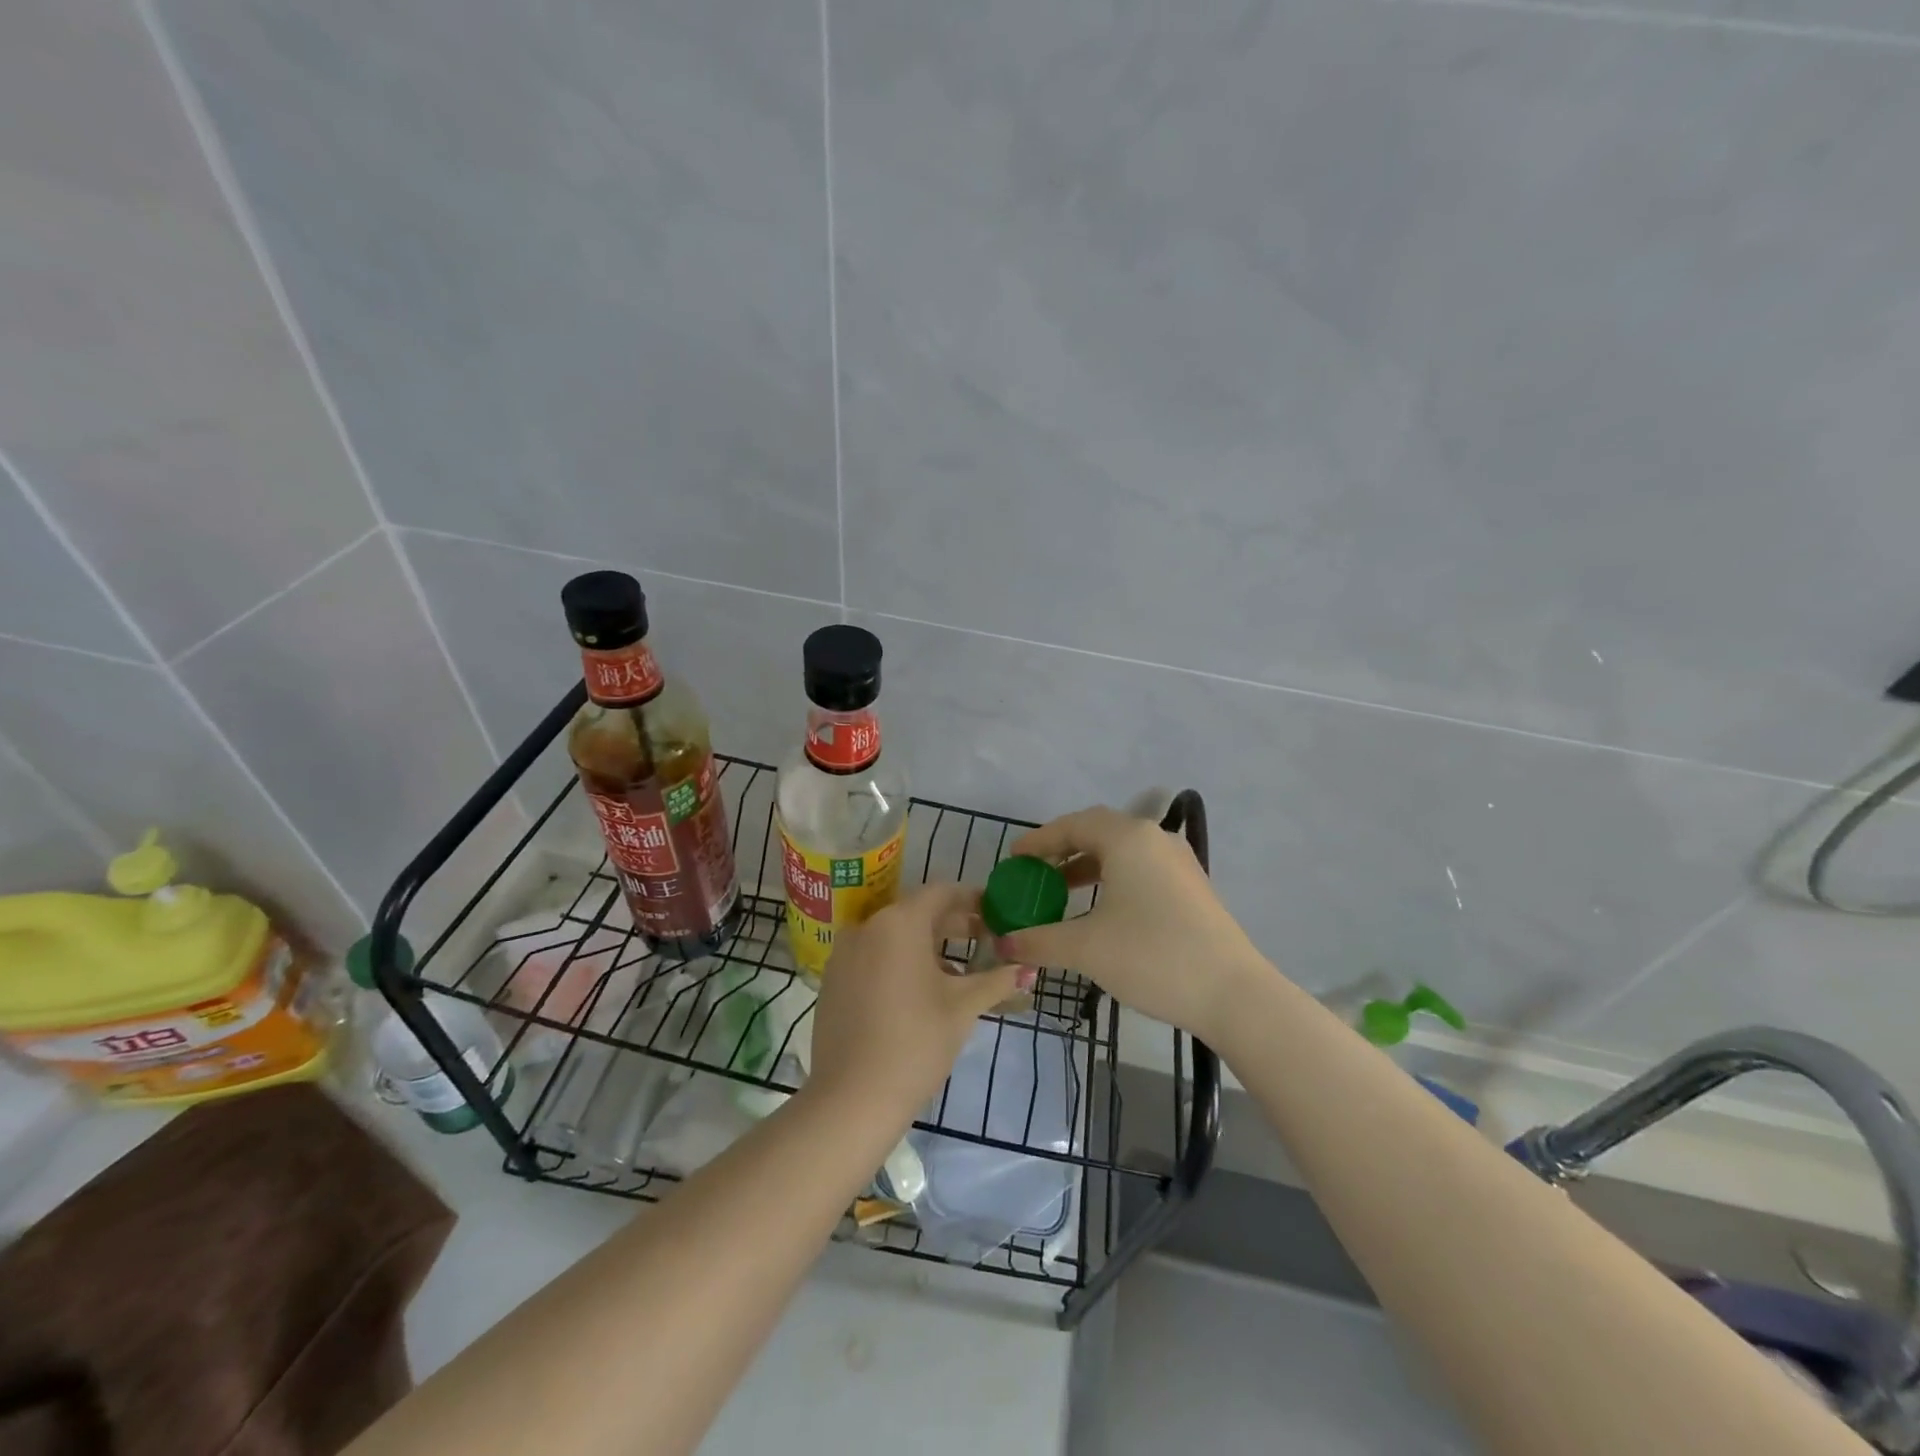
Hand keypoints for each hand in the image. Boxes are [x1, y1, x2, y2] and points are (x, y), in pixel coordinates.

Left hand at [806, 883, 1027, 1115]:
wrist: (852, 1098)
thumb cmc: (916, 1042)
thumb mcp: (963, 1008)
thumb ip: (996, 981)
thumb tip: (1026, 969)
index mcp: (899, 922)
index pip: (941, 893)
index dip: (972, 899)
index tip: (995, 912)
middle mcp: (867, 927)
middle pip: (917, 913)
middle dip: (953, 925)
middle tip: (986, 941)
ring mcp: (844, 954)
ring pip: (894, 937)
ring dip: (927, 946)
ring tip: (959, 973)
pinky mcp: (832, 981)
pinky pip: (873, 957)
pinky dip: (899, 963)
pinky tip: (921, 992)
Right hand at [997, 806, 1266, 1044]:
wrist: (1233, 994)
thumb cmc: (1152, 957)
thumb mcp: (1086, 948)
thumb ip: (1038, 940)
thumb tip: (1001, 945)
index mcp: (1128, 839)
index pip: (1073, 825)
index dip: (1039, 840)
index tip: (1013, 859)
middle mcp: (1155, 839)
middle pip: (1098, 832)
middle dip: (1062, 850)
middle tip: (1034, 873)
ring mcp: (1178, 862)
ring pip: (1122, 851)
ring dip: (1087, 866)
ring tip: (1061, 892)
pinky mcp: (1192, 886)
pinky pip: (1141, 869)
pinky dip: (1113, 879)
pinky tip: (1101, 910)